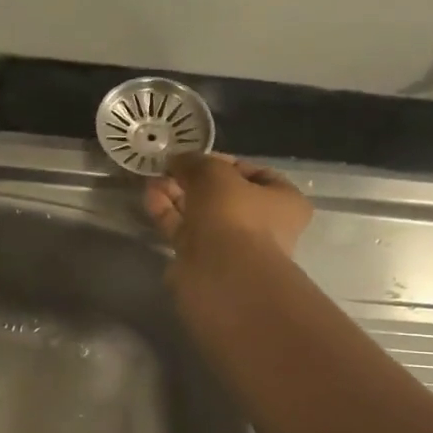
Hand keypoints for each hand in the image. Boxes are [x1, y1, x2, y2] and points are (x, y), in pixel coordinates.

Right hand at [145, 154, 312, 275]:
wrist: (222, 275)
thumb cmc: (233, 215)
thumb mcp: (214, 173)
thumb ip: (195, 162)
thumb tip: (177, 160)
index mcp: (283, 200)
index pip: (254, 173)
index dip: (223, 161)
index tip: (196, 158)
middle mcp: (261, 224)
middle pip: (223, 195)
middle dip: (193, 180)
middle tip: (168, 169)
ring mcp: (231, 246)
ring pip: (200, 214)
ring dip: (177, 196)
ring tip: (152, 180)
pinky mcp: (203, 261)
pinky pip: (184, 231)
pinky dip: (168, 214)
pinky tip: (150, 197)